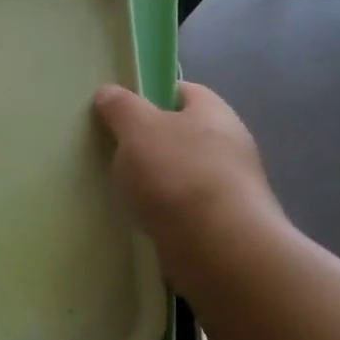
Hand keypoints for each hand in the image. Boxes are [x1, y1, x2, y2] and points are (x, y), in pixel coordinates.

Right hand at [93, 82, 286, 256]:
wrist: (220, 248)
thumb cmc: (178, 175)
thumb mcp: (138, 128)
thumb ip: (121, 107)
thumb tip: (109, 92)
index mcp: (213, 111)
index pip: (181, 91)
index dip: (149, 95)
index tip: (119, 112)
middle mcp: (229, 143)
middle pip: (180, 133)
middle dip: (148, 142)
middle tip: (112, 151)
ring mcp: (230, 186)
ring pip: (181, 172)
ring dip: (155, 180)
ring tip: (120, 190)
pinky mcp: (224, 222)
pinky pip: (185, 207)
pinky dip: (164, 210)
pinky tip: (141, 219)